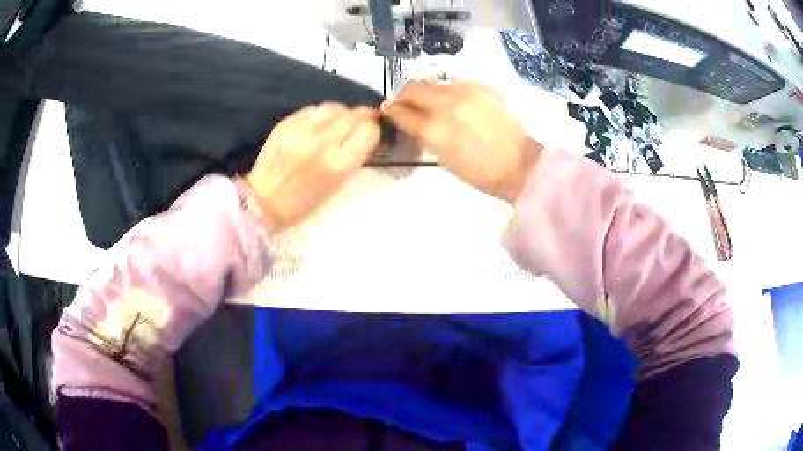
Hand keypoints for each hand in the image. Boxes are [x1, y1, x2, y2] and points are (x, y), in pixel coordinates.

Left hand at [245, 103, 380, 230]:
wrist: (264, 200)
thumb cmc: (303, 201)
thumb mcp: (337, 185)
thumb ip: (353, 157)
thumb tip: (364, 134)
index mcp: (339, 165)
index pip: (368, 131)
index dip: (373, 130)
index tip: (371, 132)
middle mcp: (323, 142)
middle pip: (355, 114)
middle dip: (363, 117)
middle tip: (361, 122)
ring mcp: (302, 130)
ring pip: (334, 107)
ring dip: (341, 113)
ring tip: (338, 122)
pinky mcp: (286, 124)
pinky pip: (312, 109)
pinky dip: (320, 115)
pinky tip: (317, 125)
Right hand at [381, 81, 541, 203]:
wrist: (519, 164)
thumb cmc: (479, 172)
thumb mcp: (443, 158)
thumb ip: (422, 133)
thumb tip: (407, 117)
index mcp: (434, 129)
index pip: (401, 111)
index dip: (391, 110)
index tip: (389, 109)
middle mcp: (447, 103)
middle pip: (413, 87)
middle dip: (405, 95)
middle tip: (408, 104)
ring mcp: (466, 91)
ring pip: (434, 82)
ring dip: (427, 92)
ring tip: (435, 105)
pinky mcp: (482, 86)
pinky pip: (455, 83)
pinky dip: (449, 92)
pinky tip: (459, 105)